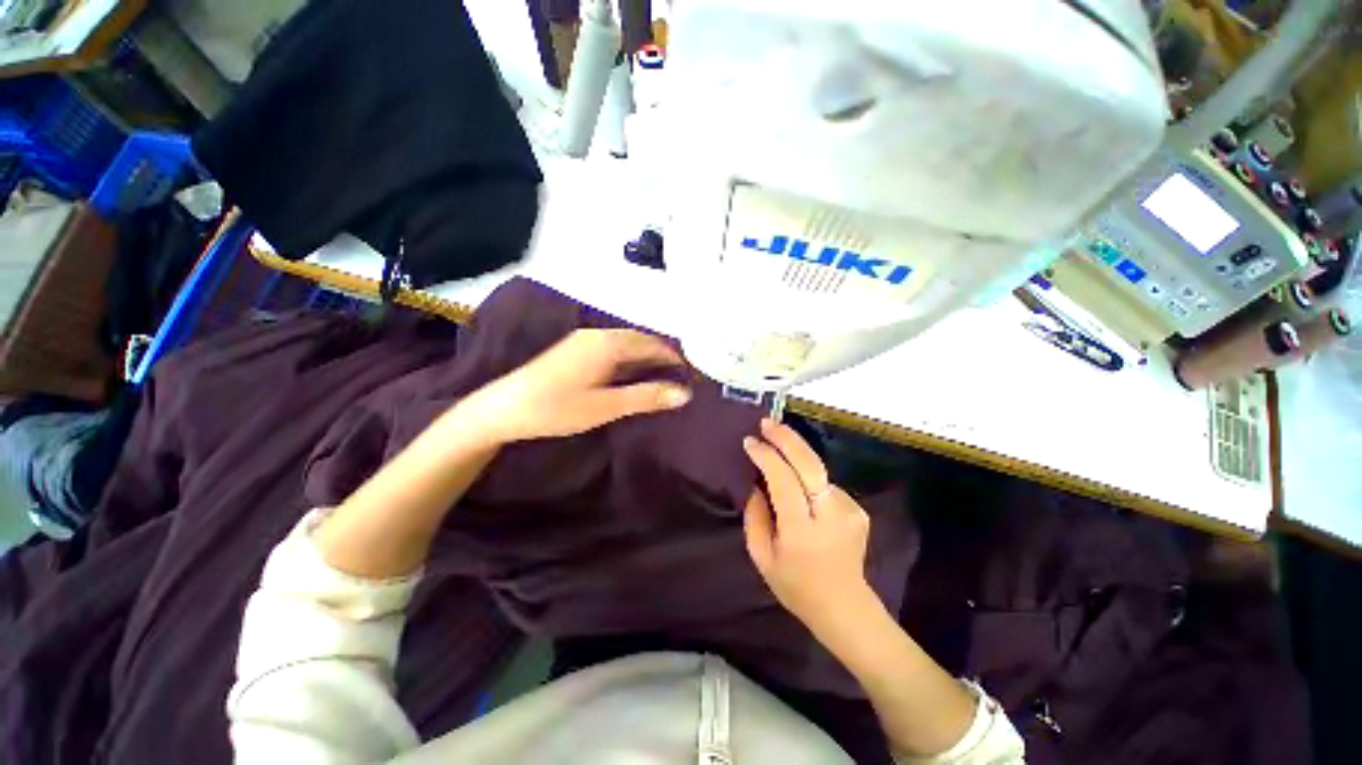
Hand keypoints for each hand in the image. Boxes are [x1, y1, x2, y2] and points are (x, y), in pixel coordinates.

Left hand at [461, 329, 691, 445]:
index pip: (653, 344)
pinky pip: (613, 347)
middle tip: (682, 376)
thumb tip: (685, 394)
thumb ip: (646, 397)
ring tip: (663, 376)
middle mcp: (599, 334)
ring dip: (646, 356)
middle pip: (641, 340)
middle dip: (663, 355)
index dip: (675, 357)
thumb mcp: (607, 406)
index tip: (693, 373)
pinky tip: (632, 373)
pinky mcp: (575, 349)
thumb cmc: (558, 408)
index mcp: (609, 343)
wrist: (504, 408)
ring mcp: (585, 339)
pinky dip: (630, 358)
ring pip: (626, 343)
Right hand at [742, 419, 881, 640]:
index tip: (750, 442)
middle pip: (810, 464)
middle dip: (786, 438)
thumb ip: (754, 516)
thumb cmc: (795, 585)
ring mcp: (849, 510)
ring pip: (817, 471)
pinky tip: (800, 487)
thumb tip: (756, 482)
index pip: (784, 480)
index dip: (766, 456)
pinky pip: (825, 483)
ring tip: (777, 450)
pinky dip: (808, 478)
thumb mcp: (761, 556)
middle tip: (766, 423)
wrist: (844, 607)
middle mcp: (830, 515)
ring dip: (796, 457)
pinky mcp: (858, 509)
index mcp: (802, 531)